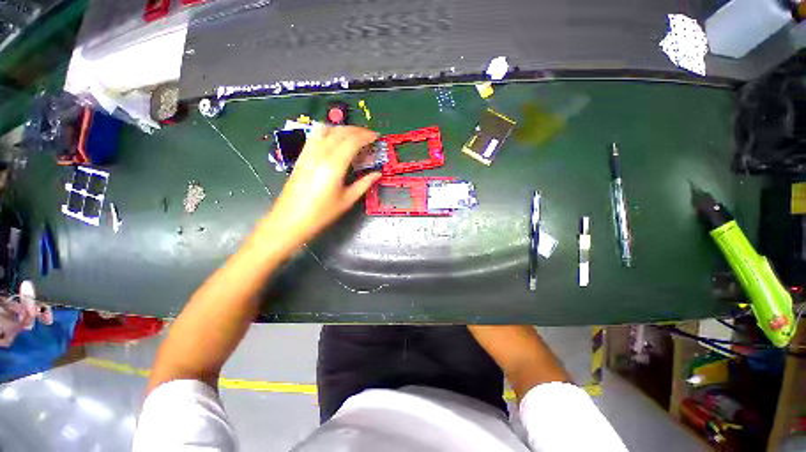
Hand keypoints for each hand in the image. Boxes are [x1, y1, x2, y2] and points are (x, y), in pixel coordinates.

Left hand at [258, 125, 380, 251]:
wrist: (289, 221)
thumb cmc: (321, 214)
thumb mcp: (347, 200)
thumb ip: (364, 184)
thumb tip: (377, 174)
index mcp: (334, 165)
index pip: (352, 141)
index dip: (366, 136)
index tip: (377, 137)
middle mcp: (320, 154)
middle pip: (340, 131)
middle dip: (357, 130)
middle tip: (369, 136)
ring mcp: (308, 153)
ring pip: (326, 129)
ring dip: (342, 128)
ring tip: (353, 136)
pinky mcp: (301, 156)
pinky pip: (315, 136)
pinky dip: (328, 132)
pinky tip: (334, 140)